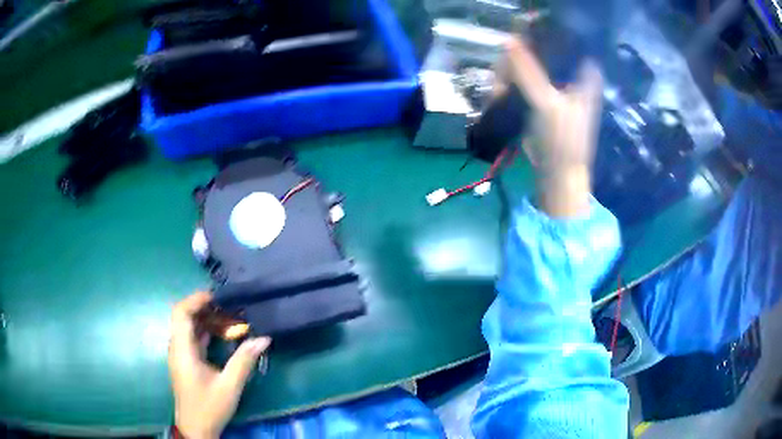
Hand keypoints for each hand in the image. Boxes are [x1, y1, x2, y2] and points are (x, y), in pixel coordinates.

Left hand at [168, 292, 270, 438]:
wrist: (195, 428)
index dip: (196, 300)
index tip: (219, 296)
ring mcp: (181, 354)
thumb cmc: (209, 407)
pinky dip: (207, 332)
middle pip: (185, 316)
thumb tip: (263, 338)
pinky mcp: (186, 361)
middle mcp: (177, 347)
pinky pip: (194, 338)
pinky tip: (224, 335)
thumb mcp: (229, 386)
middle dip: (206, 308)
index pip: (181, 313)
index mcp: (182, 350)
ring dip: (208, 320)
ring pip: (189, 327)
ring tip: (231, 318)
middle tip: (230, 306)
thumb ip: (244, 361)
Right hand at [498, 37, 603, 216]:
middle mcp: (571, 75)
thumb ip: (529, 71)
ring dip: (513, 72)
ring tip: (501, 87)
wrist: (557, 173)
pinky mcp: (542, 97)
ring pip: (531, 64)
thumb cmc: (562, 140)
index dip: (550, 30)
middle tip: (507, 68)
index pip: (569, 41)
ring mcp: (556, 86)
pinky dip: (512, 82)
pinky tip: (502, 90)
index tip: (528, 27)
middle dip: (522, 55)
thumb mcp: (546, 103)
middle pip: (545, 50)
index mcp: (583, 75)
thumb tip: (508, 40)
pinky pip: (524, 79)